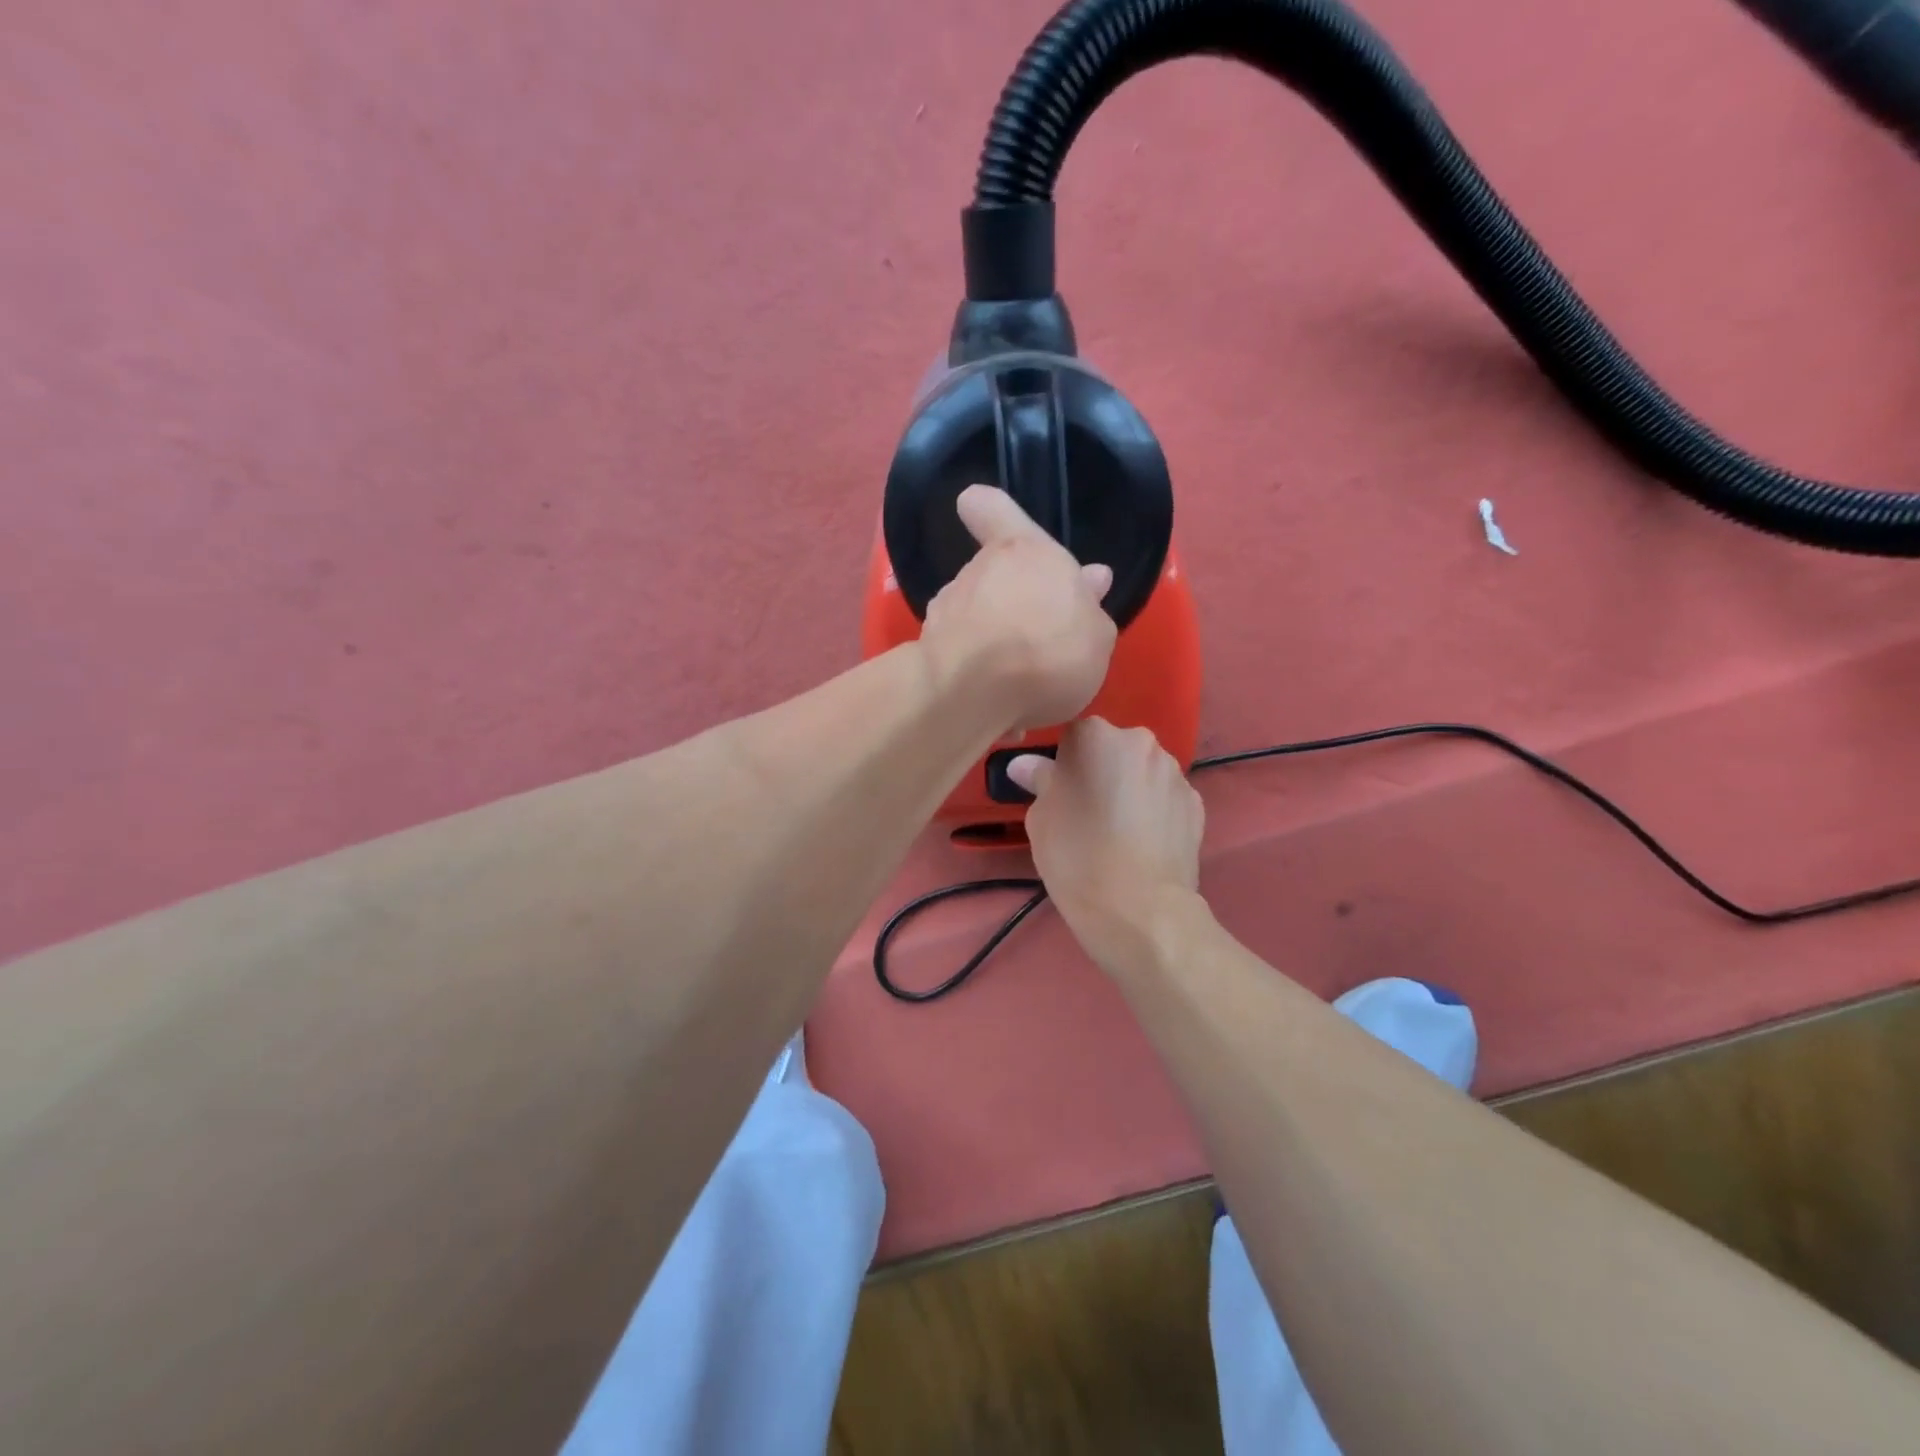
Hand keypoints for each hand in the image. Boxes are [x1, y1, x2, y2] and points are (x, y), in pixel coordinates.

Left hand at [918, 485, 1117, 731]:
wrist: (975, 696)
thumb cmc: (1049, 652)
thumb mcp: (1097, 637)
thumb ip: (1091, 608)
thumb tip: (1092, 579)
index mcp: (1024, 552)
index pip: (991, 508)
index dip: (986, 509)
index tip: (980, 512)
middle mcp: (979, 571)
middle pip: (992, 576)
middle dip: (1012, 602)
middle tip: (1041, 640)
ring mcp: (946, 610)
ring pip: (973, 617)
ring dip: (992, 640)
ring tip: (1017, 681)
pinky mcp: (926, 650)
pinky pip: (958, 656)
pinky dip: (973, 673)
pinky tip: (993, 704)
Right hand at [1007, 717, 1203, 964]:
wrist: (1140, 910)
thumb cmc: (1077, 856)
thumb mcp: (1041, 818)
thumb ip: (1039, 781)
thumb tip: (1026, 765)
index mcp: (1097, 736)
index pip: (1072, 736)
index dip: (1063, 765)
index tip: (1059, 794)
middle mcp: (1141, 742)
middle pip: (1113, 749)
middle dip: (1101, 771)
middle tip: (1086, 812)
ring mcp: (1175, 773)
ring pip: (1142, 772)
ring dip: (1130, 789)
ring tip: (1118, 832)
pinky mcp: (1197, 804)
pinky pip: (1166, 798)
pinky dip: (1155, 811)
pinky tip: (1143, 843)